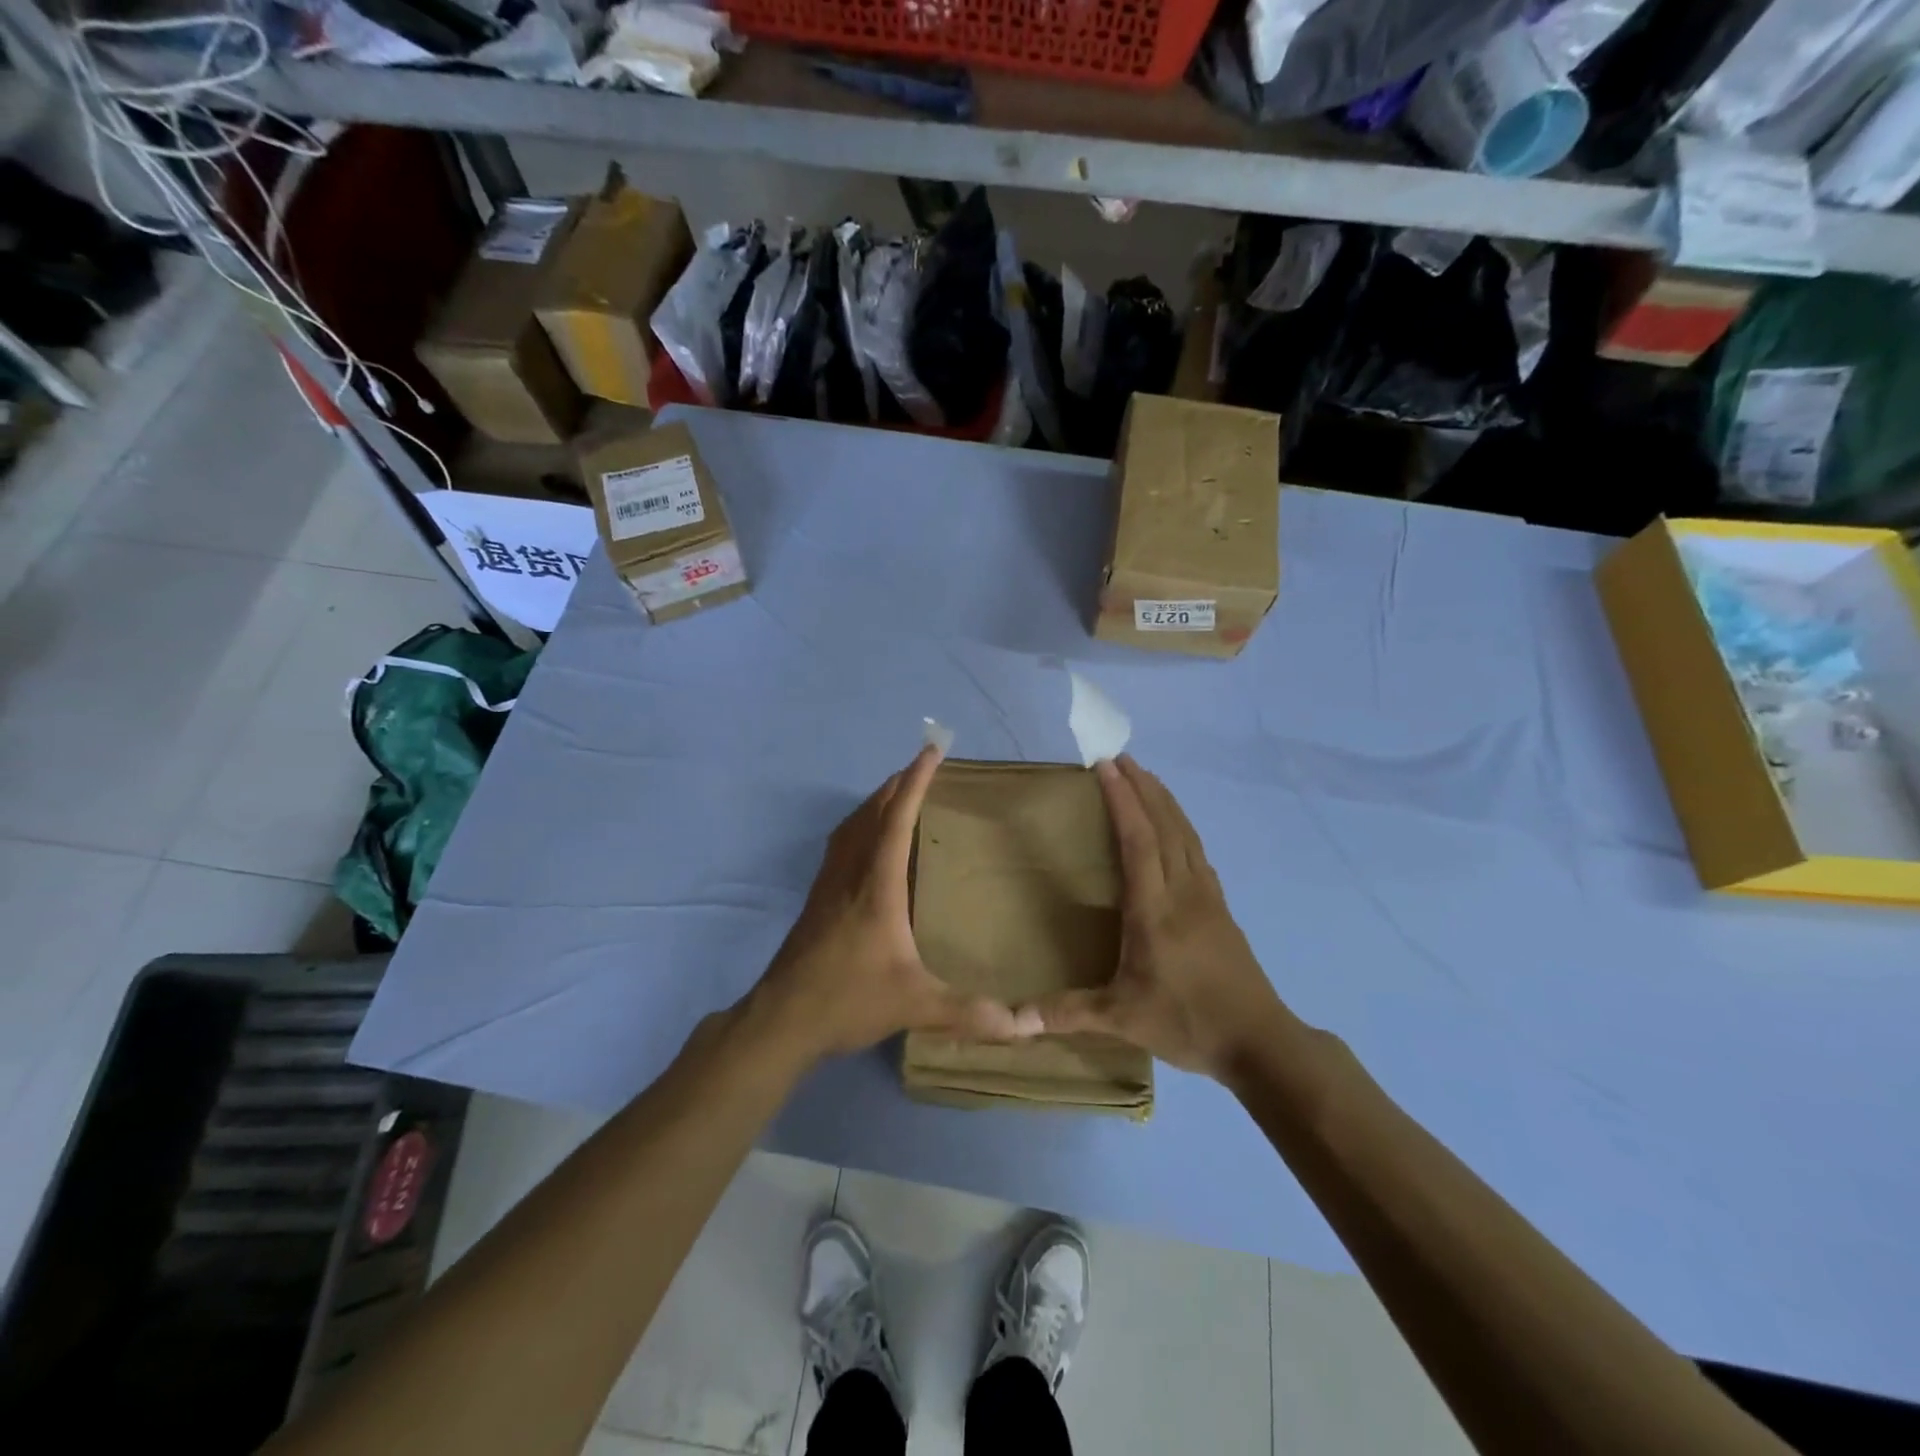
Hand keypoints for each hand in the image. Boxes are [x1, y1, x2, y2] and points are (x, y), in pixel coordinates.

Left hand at [746, 746, 1035, 1064]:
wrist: (782, 1018)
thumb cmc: (848, 999)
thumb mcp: (914, 1004)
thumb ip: (969, 1011)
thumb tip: (1024, 1026)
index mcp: (877, 884)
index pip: (897, 818)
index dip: (915, 781)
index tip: (931, 751)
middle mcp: (850, 873)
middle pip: (872, 812)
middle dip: (897, 783)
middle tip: (921, 767)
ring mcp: (828, 884)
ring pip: (852, 825)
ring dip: (876, 802)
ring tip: (898, 794)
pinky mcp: (817, 899)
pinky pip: (841, 844)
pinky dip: (859, 825)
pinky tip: (866, 842)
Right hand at [1029, 755, 1282, 1078]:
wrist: (1261, 1042)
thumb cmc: (1188, 1023)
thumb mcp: (1122, 1019)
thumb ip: (1067, 1013)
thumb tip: (1012, 1020)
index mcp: (1156, 909)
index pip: (1139, 840)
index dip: (1123, 800)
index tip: (1106, 767)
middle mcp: (1184, 892)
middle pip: (1166, 825)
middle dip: (1143, 788)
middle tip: (1121, 758)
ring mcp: (1208, 897)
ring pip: (1186, 835)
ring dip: (1165, 801)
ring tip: (1145, 778)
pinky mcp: (1221, 908)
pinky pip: (1197, 851)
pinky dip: (1181, 826)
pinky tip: (1176, 828)